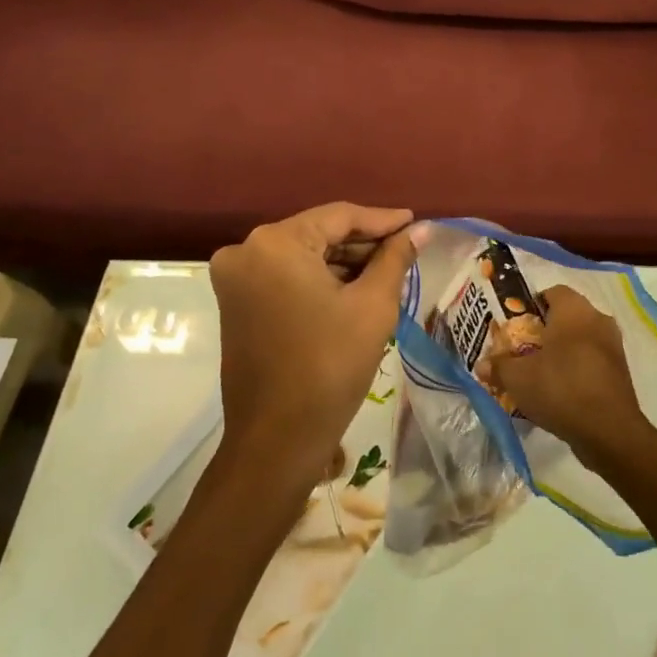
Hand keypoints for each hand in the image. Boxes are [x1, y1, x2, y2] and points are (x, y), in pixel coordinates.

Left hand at [209, 203, 418, 491]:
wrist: (278, 439)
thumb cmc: (330, 366)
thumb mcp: (372, 306)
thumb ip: (395, 258)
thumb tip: (420, 228)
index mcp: (276, 243)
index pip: (339, 216)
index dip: (382, 220)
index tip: (415, 223)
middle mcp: (246, 251)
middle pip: (318, 234)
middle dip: (363, 244)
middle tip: (405, 250)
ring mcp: (236, 279)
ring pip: (302, 256)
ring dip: (343, 263)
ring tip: (388, 271)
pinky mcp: (236, 304)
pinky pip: (286, 277)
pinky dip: (319, 280)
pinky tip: (355, 289)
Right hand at [483, 285, 653, 473]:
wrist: (609, 431)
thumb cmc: (560, 388)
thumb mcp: (518, 378)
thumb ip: (498, 366)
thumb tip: (481, 365)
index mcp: (574, 310)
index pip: (551, 292)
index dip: (531, 305)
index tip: (514, 326)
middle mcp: (597, 319)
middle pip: (566, 317)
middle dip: (544, 331)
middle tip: (522, 350)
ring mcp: (613, 346)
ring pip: (580, 340)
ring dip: (561, 352)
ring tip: (538, 373)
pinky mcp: (620, 372)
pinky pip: (591, 361)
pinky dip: (575, 370)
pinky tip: (558, 391)